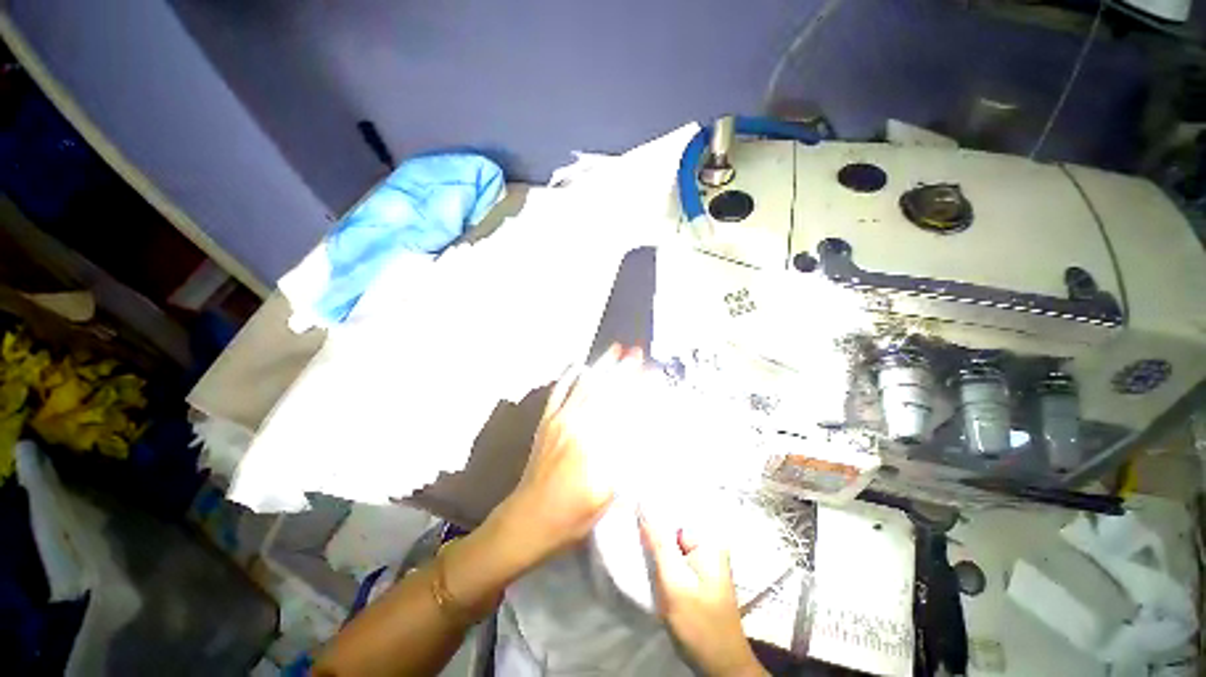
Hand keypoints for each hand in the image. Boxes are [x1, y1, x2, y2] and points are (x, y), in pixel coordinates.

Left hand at [490, 345, 641, 568]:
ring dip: (602, 366)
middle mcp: (579, 426)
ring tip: (615, 349)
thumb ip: (626, 461)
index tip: (652, 374)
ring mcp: (560, 421)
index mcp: (597, 445)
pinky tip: (577, 365)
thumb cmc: (573, 514)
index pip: (624, 409)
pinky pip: (558, 393)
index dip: (640, 390)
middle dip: (624, 370)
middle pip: (606, 391)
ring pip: (585, 386)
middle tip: (638, 353)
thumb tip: (642, 431)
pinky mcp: (546, 422)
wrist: (529, 519)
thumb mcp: (608, 495)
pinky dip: (568, 376)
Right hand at [639, 515, 767, 676]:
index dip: (652, 505)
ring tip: (633, 534)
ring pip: (671, 540)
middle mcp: (709, 542)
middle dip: (652, 523)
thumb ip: (658, 543)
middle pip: (673, 523)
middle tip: (627, 519)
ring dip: (654, 541)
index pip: (676, 509)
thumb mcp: (674, 582)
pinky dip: (660, 555)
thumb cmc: (700, 624)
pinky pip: (674, 554)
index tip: (630, 501)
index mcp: (710, 539)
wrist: (720, 666)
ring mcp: (703, 558)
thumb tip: (642, 505)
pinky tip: (645, 555)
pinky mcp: (696, 572)